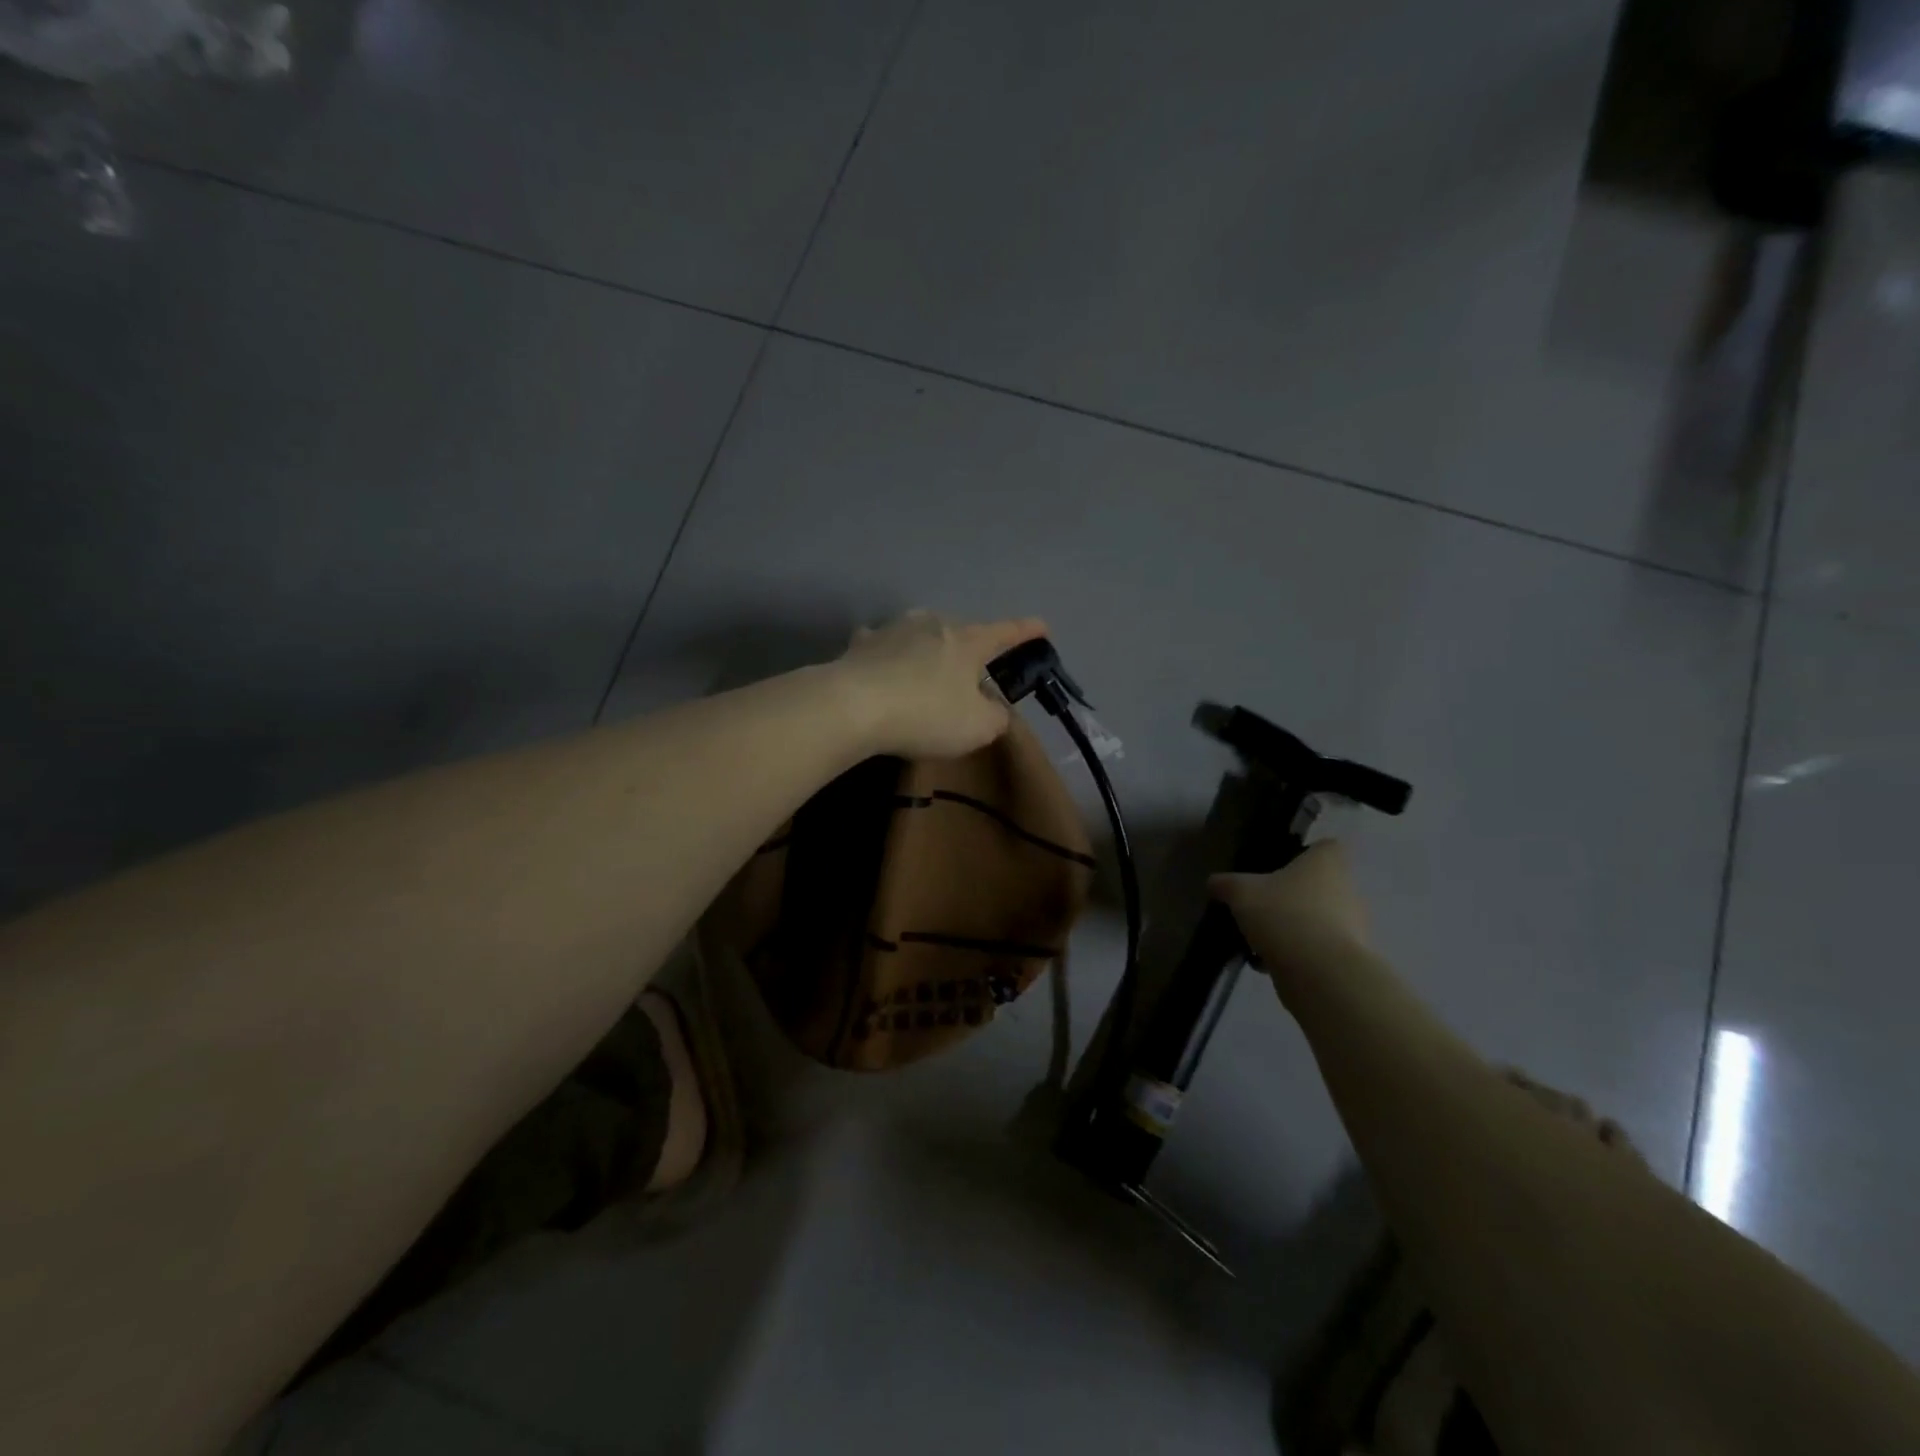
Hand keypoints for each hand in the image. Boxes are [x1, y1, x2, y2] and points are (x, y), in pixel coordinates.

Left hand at [833, 610, 1048, 759]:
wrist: (853, 706)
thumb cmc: (926, 714)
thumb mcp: (977, 728)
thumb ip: (995, 718)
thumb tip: (994, 709)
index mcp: (967, 641)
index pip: (1005, 633)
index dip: (1026, 631)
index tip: (1043, 626)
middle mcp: (933, 624)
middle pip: (960, 633)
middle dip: (969, 650)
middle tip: (972, 676)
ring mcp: (894, 629)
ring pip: (921, 635)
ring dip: (928, 651)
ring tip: (927, 674)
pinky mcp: (861, 644)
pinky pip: (883, 646)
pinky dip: (889, 656)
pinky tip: (884, 669)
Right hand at [1211, 840, 1370, 977]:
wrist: (1321, 973)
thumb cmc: (1284, 915)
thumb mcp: (1241, 893)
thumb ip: (1225, 884)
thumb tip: (1214, 882)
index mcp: (1327, 863)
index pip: (1324, 847)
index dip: (1303, 854)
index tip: (1277, 867)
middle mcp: (1347, 888)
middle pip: (1317, 885)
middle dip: (1289, 896)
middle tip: (1259, 906)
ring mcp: (1353, 925)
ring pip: (1316, 919)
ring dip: (1291, 927)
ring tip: (1257, 939)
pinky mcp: (1348, 958)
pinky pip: (1316, 948)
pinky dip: (1294, 954)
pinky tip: (1266, 963)